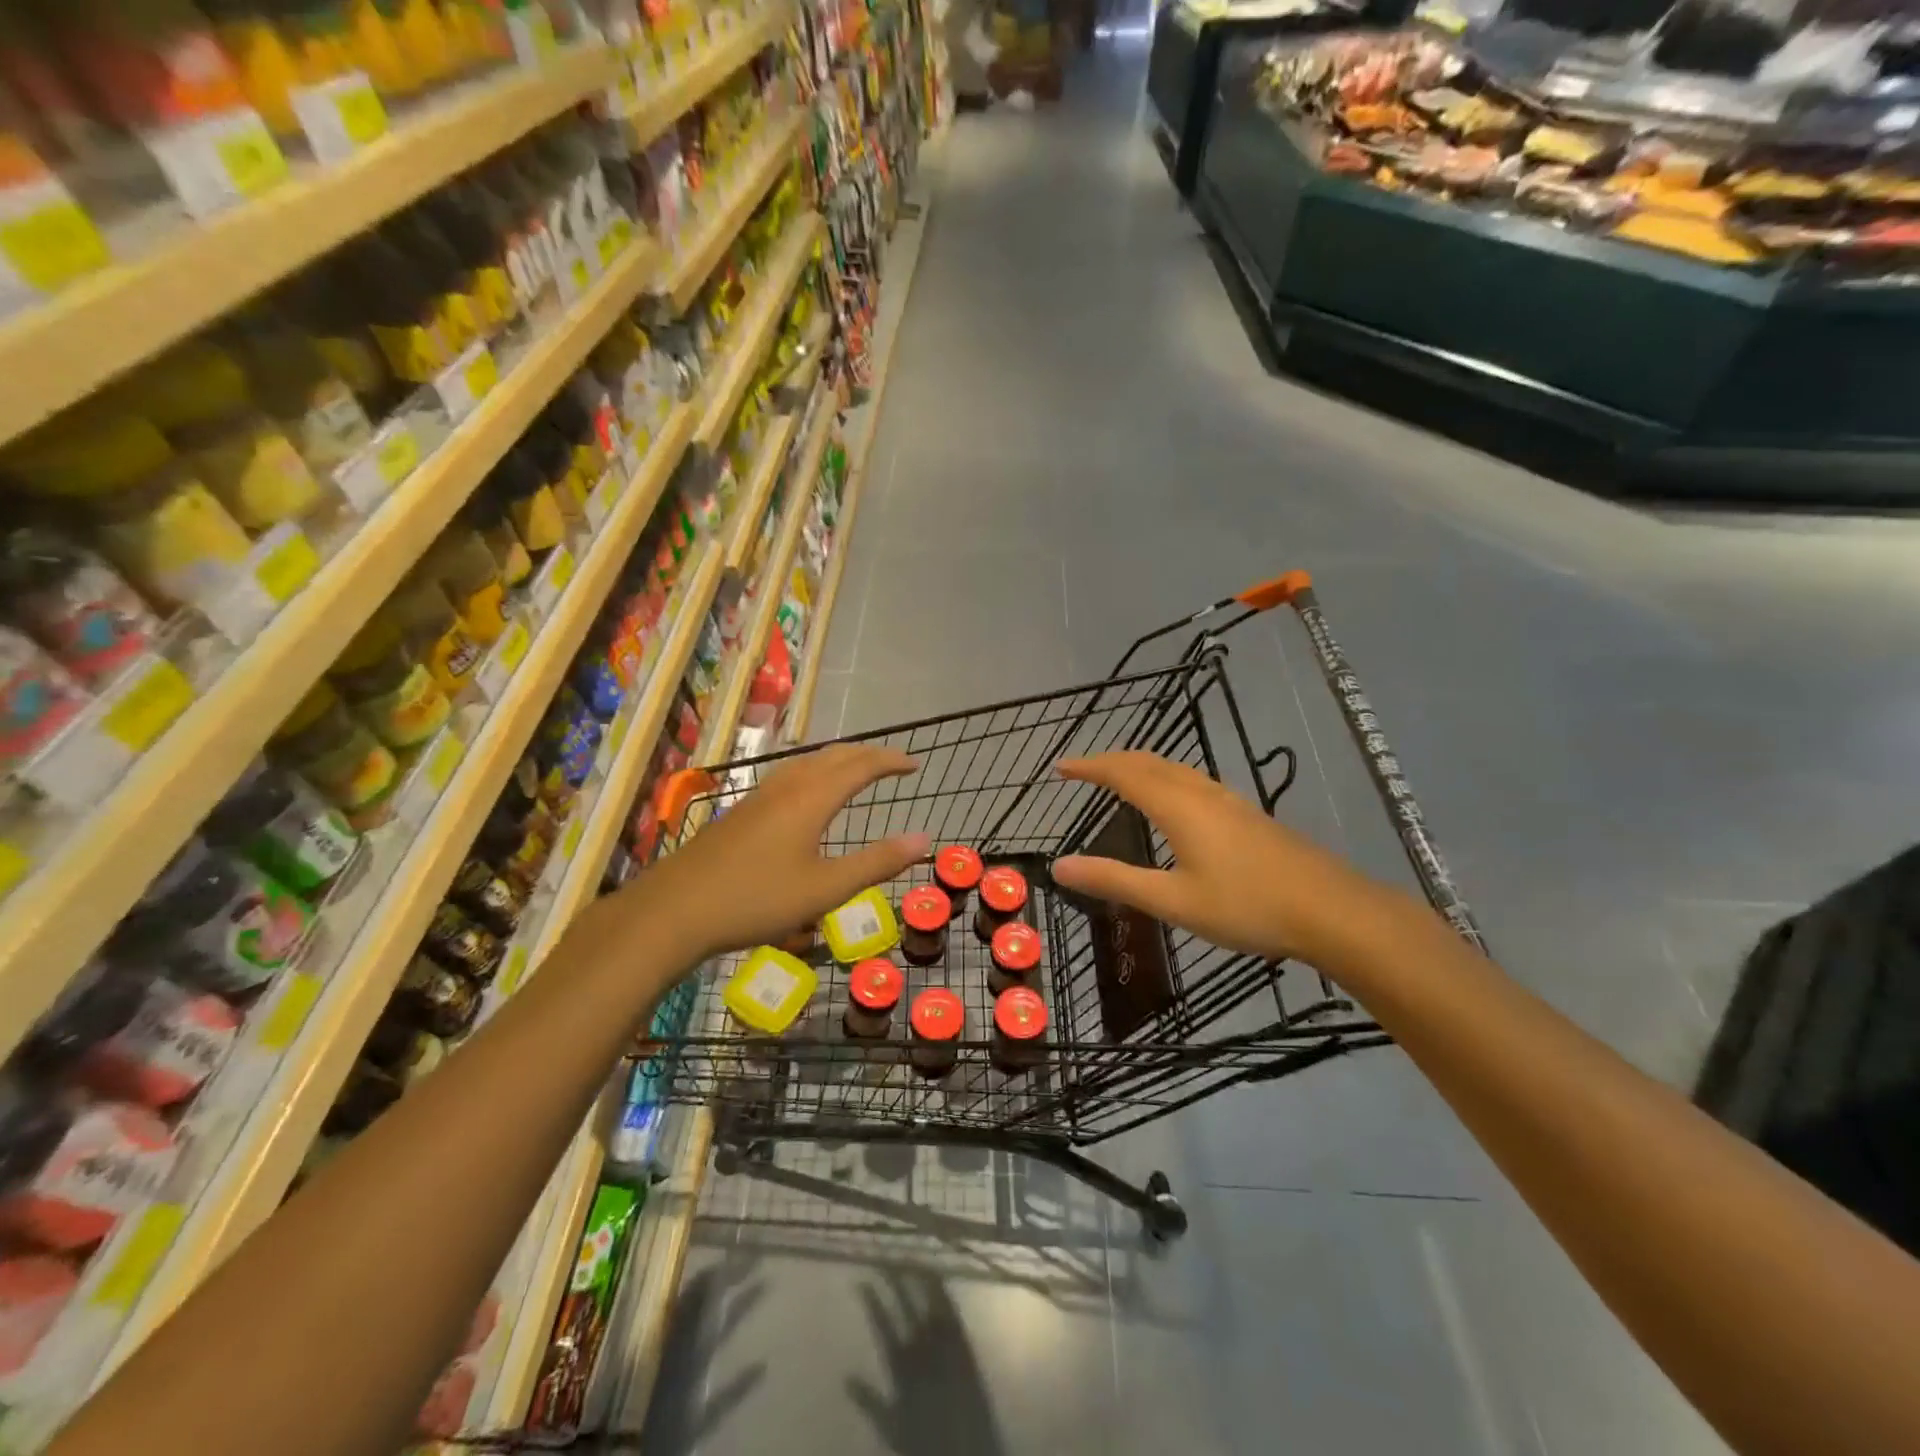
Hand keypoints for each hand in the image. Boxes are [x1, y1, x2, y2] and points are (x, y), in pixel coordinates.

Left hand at [604, 744, 930, 961]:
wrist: (674, 909)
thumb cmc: (757, 900)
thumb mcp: (826, 889)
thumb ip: (876, 862)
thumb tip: (923, 838)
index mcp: (812, 798)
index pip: (860, 766)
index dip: (890, 761)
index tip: (915, 764)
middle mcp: (787, 787)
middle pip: (833, 756)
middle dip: (867, 755)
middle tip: (892, 763)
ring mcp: (759, 796)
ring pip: (807, 763)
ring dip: (838, 760)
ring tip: (855, 769)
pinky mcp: (741, 811)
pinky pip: (788, 775)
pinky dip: (814, 772)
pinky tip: (806, 795)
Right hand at [1050, 752, 1390, 967]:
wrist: (1332, 910)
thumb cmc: (1247, 906)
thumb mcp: (1173, 900)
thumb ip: (1114, 880)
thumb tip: (1059, 866)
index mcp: (1178, 807)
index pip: (1123, 773)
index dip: (1090, 767)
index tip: (1061, 768)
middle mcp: (1201, 793)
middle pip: (1149, 762)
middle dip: (1111, 761)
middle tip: (1083, 770)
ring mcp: (1229, 801)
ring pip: (1175, 768)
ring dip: (1140, 766)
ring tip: (1120, 779)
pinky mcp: (1248, 815)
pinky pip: (1193, 780)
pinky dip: (1165, 778)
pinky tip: (1174, 803)